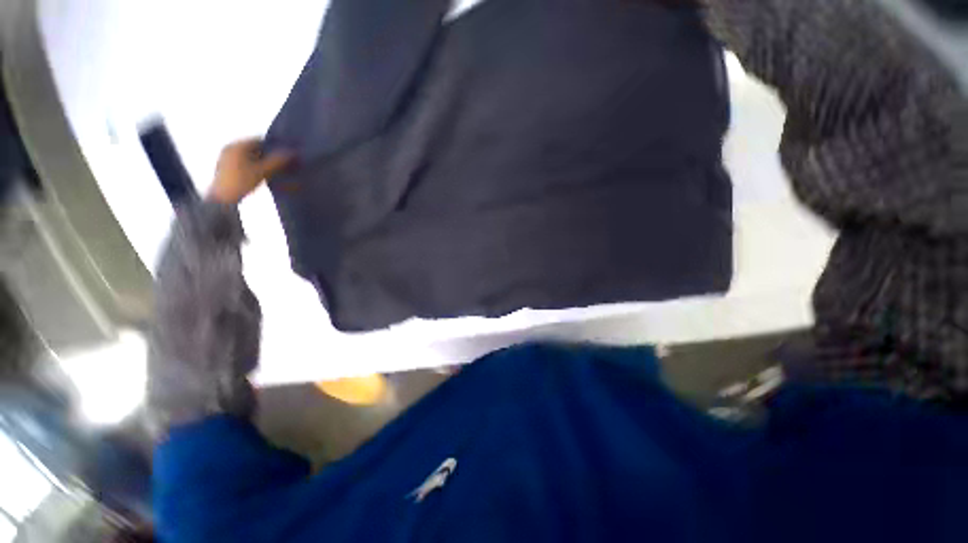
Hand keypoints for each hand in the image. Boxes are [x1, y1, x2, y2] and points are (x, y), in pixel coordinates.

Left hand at [208, 138, 294, 204]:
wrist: (222, 198)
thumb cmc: (242, 182)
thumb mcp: (263, 171)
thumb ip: (277, 161)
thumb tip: (292, 153)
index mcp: (238, 145)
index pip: (260, 140)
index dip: (274, 147)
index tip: (285, 155)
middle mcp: (230, 147)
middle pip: (254, 147)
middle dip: (267, 155)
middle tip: (280, 164)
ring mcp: (226, 156)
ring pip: (248, 155)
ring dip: (261, 161)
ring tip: (272, 170)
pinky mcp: (225, 166)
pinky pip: (242, 161)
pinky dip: (253, 165)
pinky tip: (259, 174)